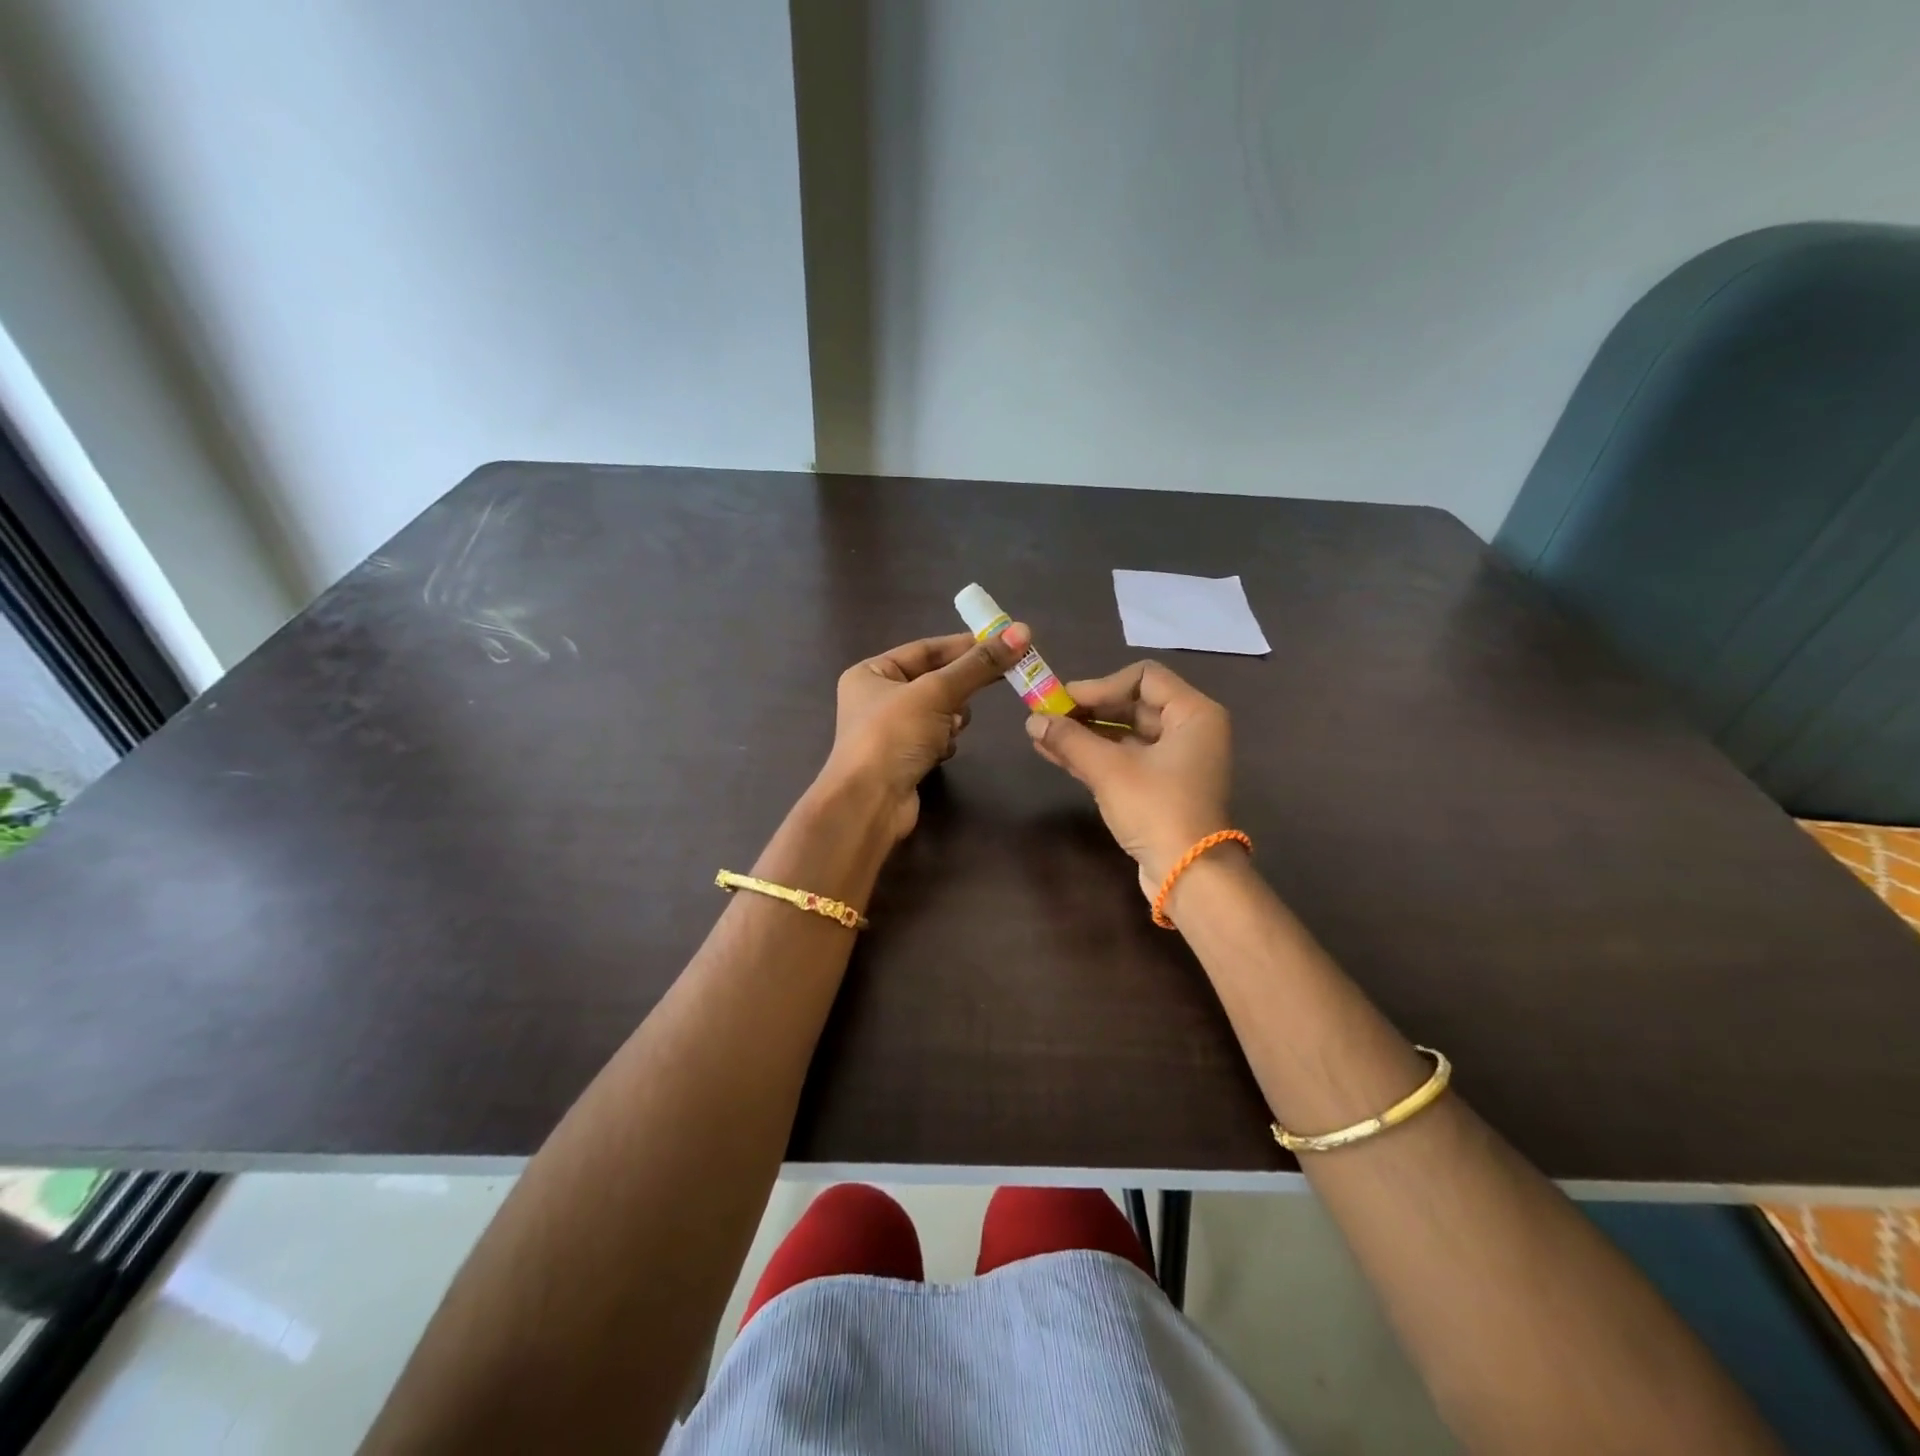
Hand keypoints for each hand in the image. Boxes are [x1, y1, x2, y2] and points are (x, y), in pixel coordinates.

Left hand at [822, 624, 1028, 841]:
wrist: (869, 804)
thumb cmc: (893, 736)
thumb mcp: (936, 692)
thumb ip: (978, 665)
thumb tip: (1021, 631)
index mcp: (872, 673)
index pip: (926, 649)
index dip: (964, 645)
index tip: (1004, 643)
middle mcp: (877, 698)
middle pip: (934, 680)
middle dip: (961, 685)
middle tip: (1004, 677)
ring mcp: (890, 731)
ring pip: (939, 710)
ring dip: (952, 717)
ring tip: (952, 726)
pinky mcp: (904, 759)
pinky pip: (935, 737)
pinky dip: (944, 742)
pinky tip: (941, 752)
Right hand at [1025, 661, 1232, 899]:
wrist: (1188, 876)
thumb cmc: (1157, 810)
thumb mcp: (1109, 770)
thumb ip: (1070, 739)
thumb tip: (1032, 720)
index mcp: (1193, 714)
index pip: (1144, 677)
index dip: (1101, 685)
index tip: (1065, 701)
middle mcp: (1190, 730)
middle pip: (1132, 705)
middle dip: (1087, 711)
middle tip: (1047, 715)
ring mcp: (1176, 760)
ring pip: (1125, 734)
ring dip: (1084, 734)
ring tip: (1041, 734)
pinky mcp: (1161, 786)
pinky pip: (1125, 758)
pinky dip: (1094, 755)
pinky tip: (1054, 753)